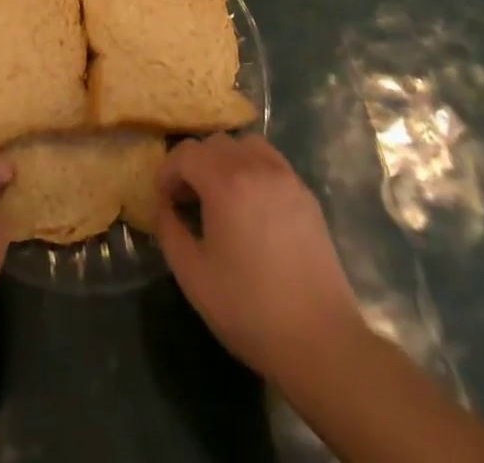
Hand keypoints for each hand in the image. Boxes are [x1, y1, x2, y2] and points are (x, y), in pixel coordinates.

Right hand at [154, 133, 362, 382]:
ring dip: (226, 160)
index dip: (168, 171)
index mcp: (226, 183)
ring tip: (222, 195)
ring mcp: (286, 178)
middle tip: (188, 200)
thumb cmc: (250, 310)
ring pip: (246, 145)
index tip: (164, 199)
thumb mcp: (193, 276)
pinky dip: (253, 168)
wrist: (321, 341)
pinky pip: (271, 162)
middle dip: (194, 165)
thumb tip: (162, 206)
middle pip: (215, 143)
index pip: (186, 152)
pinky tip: (253, 206)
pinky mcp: (306, 195)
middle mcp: (256, 167)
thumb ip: (168, 230)